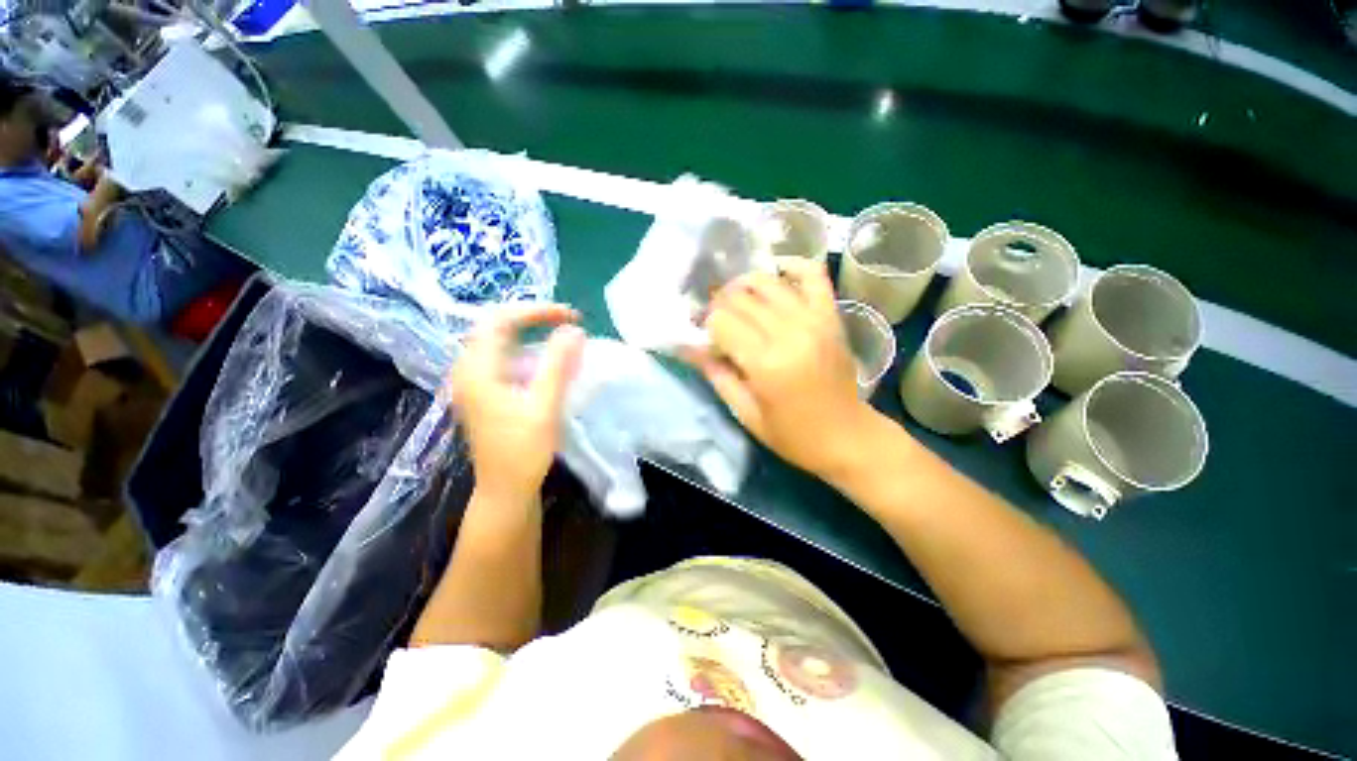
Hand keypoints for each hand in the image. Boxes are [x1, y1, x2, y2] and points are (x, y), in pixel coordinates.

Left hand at [449, 304, 585, 504]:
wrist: (505, 488)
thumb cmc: (523, 450)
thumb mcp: (544, 406)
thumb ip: (558, 365)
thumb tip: (575, 330)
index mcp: (477, 369)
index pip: (501, 320)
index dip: (537, 311)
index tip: (571, 316)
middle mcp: (468, 369)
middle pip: (496, 325)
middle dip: (532, 317)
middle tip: (566, 321)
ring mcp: (474, 380)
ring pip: (499, 340)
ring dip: (529, 331)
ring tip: (559, 334)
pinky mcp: (484, 391)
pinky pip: (503, 357)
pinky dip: (526, 349)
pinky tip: (545, 360)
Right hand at [686, 259, 882, 478]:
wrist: (847, 436)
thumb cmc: (793, 435)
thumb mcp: (746, 413)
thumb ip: (717, 375)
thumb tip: (689, 347)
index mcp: (766, 364)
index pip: (721, 322)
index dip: (705, 325)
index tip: (703, 337)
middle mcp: (790, 333)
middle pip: (741, 299)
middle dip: (719, 305)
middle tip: (715, 320)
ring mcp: (814, 320)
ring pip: (768, 283)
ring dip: (743, 285)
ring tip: (735, 300)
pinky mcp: (831, 316)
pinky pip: (813, 275)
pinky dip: (793, 265)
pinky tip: (776, 271)